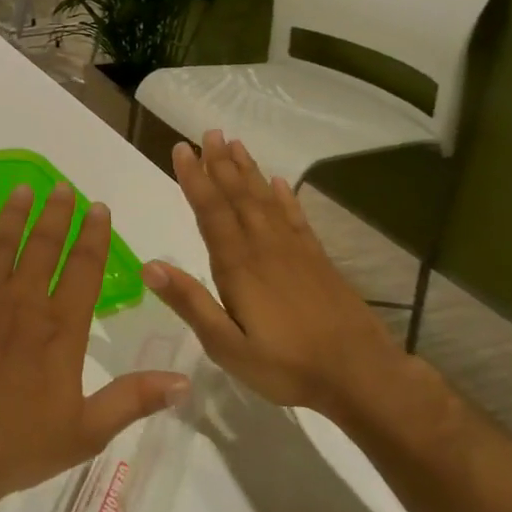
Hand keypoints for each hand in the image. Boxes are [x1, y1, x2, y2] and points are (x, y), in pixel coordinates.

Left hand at [0, 183, 190, 511]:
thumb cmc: (17, 445)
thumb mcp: (86, 432)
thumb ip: (133, 400)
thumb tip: (184, 381)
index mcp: (60, 329)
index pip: (85, 269)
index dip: (94, 236)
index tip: (99, 209)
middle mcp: (22, 303)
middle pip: (43, 246)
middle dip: (56, 214)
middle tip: (62, 187)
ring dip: (12, 215)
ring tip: (23, 189)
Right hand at [142, 130, 411, 420]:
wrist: (363, 377)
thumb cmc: (287, 366)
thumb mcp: (226, 345)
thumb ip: (190, 302)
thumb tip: (148, 265)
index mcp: (239, 267)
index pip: (211, 212)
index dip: (194, 180)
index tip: (181, 149)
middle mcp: (265, 248)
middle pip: (238, 197)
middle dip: (220, 164)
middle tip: (208, 133)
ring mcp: (295, 252)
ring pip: (266, 200)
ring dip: (248, 171)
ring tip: (235, 144)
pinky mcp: (318, 261)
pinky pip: (296, 218)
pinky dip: (285, 197)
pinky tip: (279, 181)